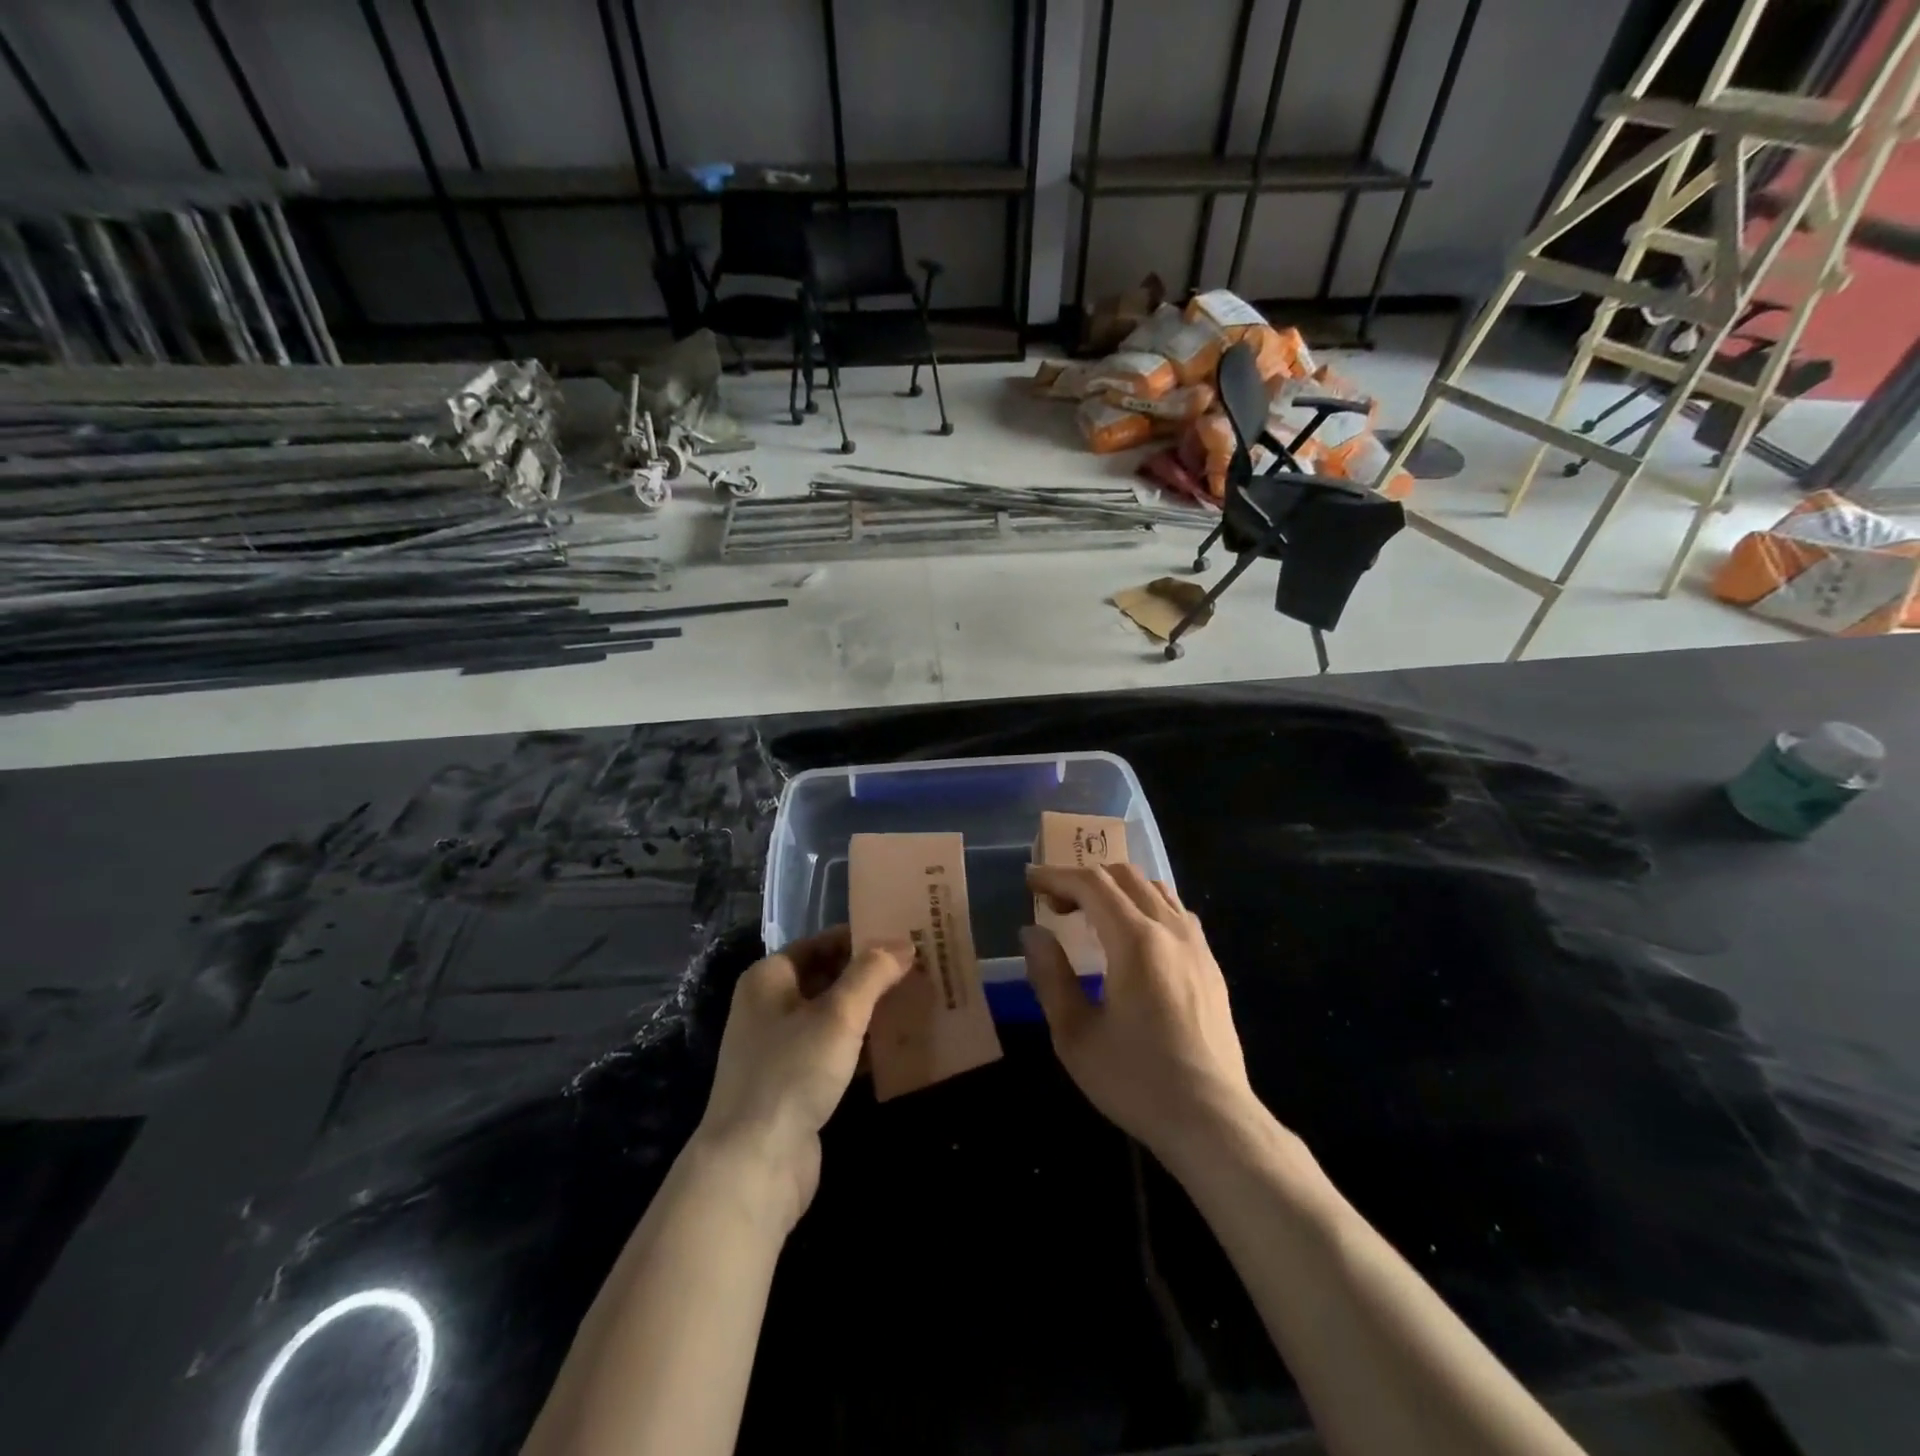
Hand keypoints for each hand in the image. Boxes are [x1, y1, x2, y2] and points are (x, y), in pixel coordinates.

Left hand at [694, 927, 911, 1230]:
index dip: (862, 939)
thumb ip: (872, 974)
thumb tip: (903, 944)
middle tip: (920, 970)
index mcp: (769, 978)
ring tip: (919, 1002)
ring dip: (872, 1012)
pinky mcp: (795, 1085)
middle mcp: (770, 1007)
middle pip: (828, 979)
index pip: (821, 943)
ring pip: (834, 1018)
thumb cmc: (792, 1071)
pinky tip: (900, 1047)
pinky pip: (835, 1053)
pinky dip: (864, 1048)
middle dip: (872, 977)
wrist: (753, 1165)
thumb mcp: (838, 1014)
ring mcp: (781, 1049)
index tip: (905, 939)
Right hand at [1022, 864, 1258, 1161]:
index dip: (1056, 876)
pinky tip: (1134, 938)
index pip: (1092, 884)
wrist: (1212, 1121)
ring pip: (1154, 889)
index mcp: (1135, 941)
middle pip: (1124, 876)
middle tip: (1054, 904)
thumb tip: (1032, 933)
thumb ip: (1050, 976)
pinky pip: (1176, 913)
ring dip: (1117, 889)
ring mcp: (1197, 945)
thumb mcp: (1075, 1035)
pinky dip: (1145, 906)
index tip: (1030, 882)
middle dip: (1084, 879)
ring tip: (1091, 915)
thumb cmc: (1136, 1080)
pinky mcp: (1211, 966)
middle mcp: (1170, 930)